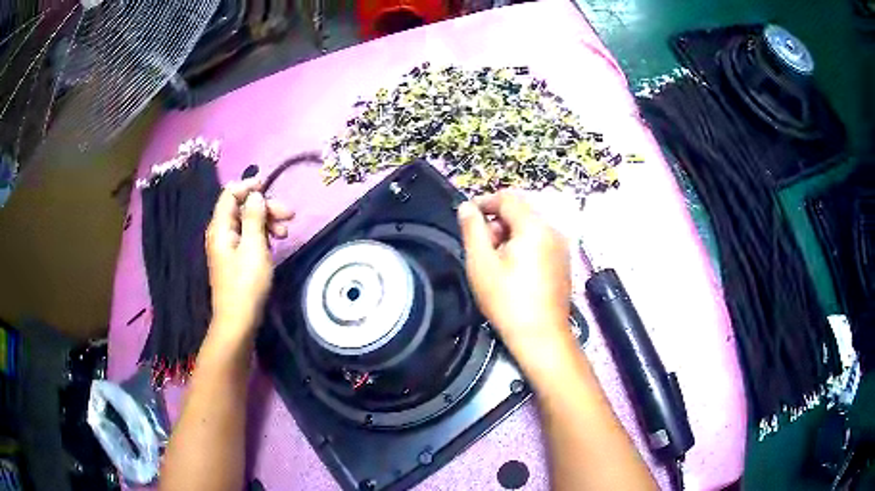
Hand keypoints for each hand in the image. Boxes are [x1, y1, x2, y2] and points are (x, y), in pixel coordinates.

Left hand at [205, 178, 293, 336]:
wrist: (238, 322)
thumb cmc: (246, 284)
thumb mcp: (254, 247)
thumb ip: (254, 217)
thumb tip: (255, 195)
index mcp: (220, 227)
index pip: (229, 194)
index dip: (248, 186)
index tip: (269, 185)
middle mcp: (220, 233)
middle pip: (241, 208)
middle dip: (265, 207)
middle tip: (290, 215)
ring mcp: (227, 247)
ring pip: (246, 223)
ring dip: (267, 222)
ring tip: (286, 233)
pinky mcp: (234, 260)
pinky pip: (247, 238)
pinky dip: (262, 236)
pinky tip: (275, 244)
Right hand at [457, 191, 573, 366]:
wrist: (541, 336)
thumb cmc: (507, 301)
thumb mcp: (481, 264)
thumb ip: (472, 229)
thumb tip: (467, 207)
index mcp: (534, 227)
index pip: (508, 198)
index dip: (485, 202)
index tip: (467, 216)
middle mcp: (552, 231)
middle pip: (520, 212)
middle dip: (497, 222)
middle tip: (481, 247)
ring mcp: (561, 247)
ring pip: (530, 227)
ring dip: (509, 235)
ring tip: (495, 262)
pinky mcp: (563, 262)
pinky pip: (540, 242)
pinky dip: (523, 246)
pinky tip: (513, 270)